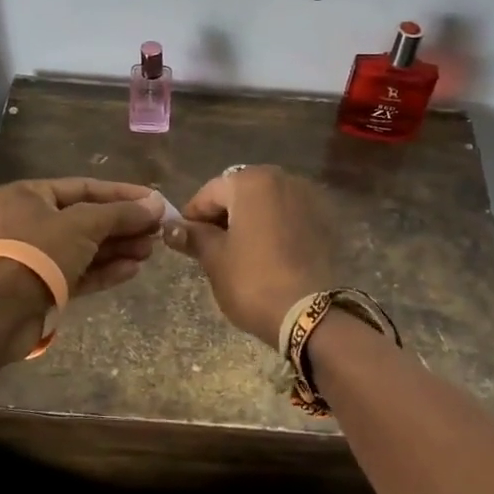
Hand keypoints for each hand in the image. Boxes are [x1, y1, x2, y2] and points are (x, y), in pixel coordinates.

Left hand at [0, 177, 166, 300]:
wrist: (0, 312)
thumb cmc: (39, 252)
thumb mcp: (84, 224)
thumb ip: (122, 213)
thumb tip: (157, 204)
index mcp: (30, 195)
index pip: (85, 187)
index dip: (123, 194)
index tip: (155, 201)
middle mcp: (30, 221)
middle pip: (87, 219)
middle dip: (123, 225)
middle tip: (157, 230)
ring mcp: (37, 256)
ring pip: (86, 247)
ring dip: (118, 248)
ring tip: (150, 251)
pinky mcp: (44, 286)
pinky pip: (80, 272)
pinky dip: (105, 270)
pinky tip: (133, 270)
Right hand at [161, 165, 334, 344]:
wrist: (309, 314)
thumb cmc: (252, 281)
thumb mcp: (214, 259)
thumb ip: (193, 236)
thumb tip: (170, 228)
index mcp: (251, 181)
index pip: (210, 192)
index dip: (192, 216)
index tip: (183, 239)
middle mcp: (282, 179)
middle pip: (240, 193)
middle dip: (223, 216)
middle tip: (209, 247)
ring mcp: (307, 198)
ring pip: (266, 203)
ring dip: (249, 220)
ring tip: (238, 252)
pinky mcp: (323, 220)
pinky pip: (288, 216)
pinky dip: (273, 228)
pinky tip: (267, 254)